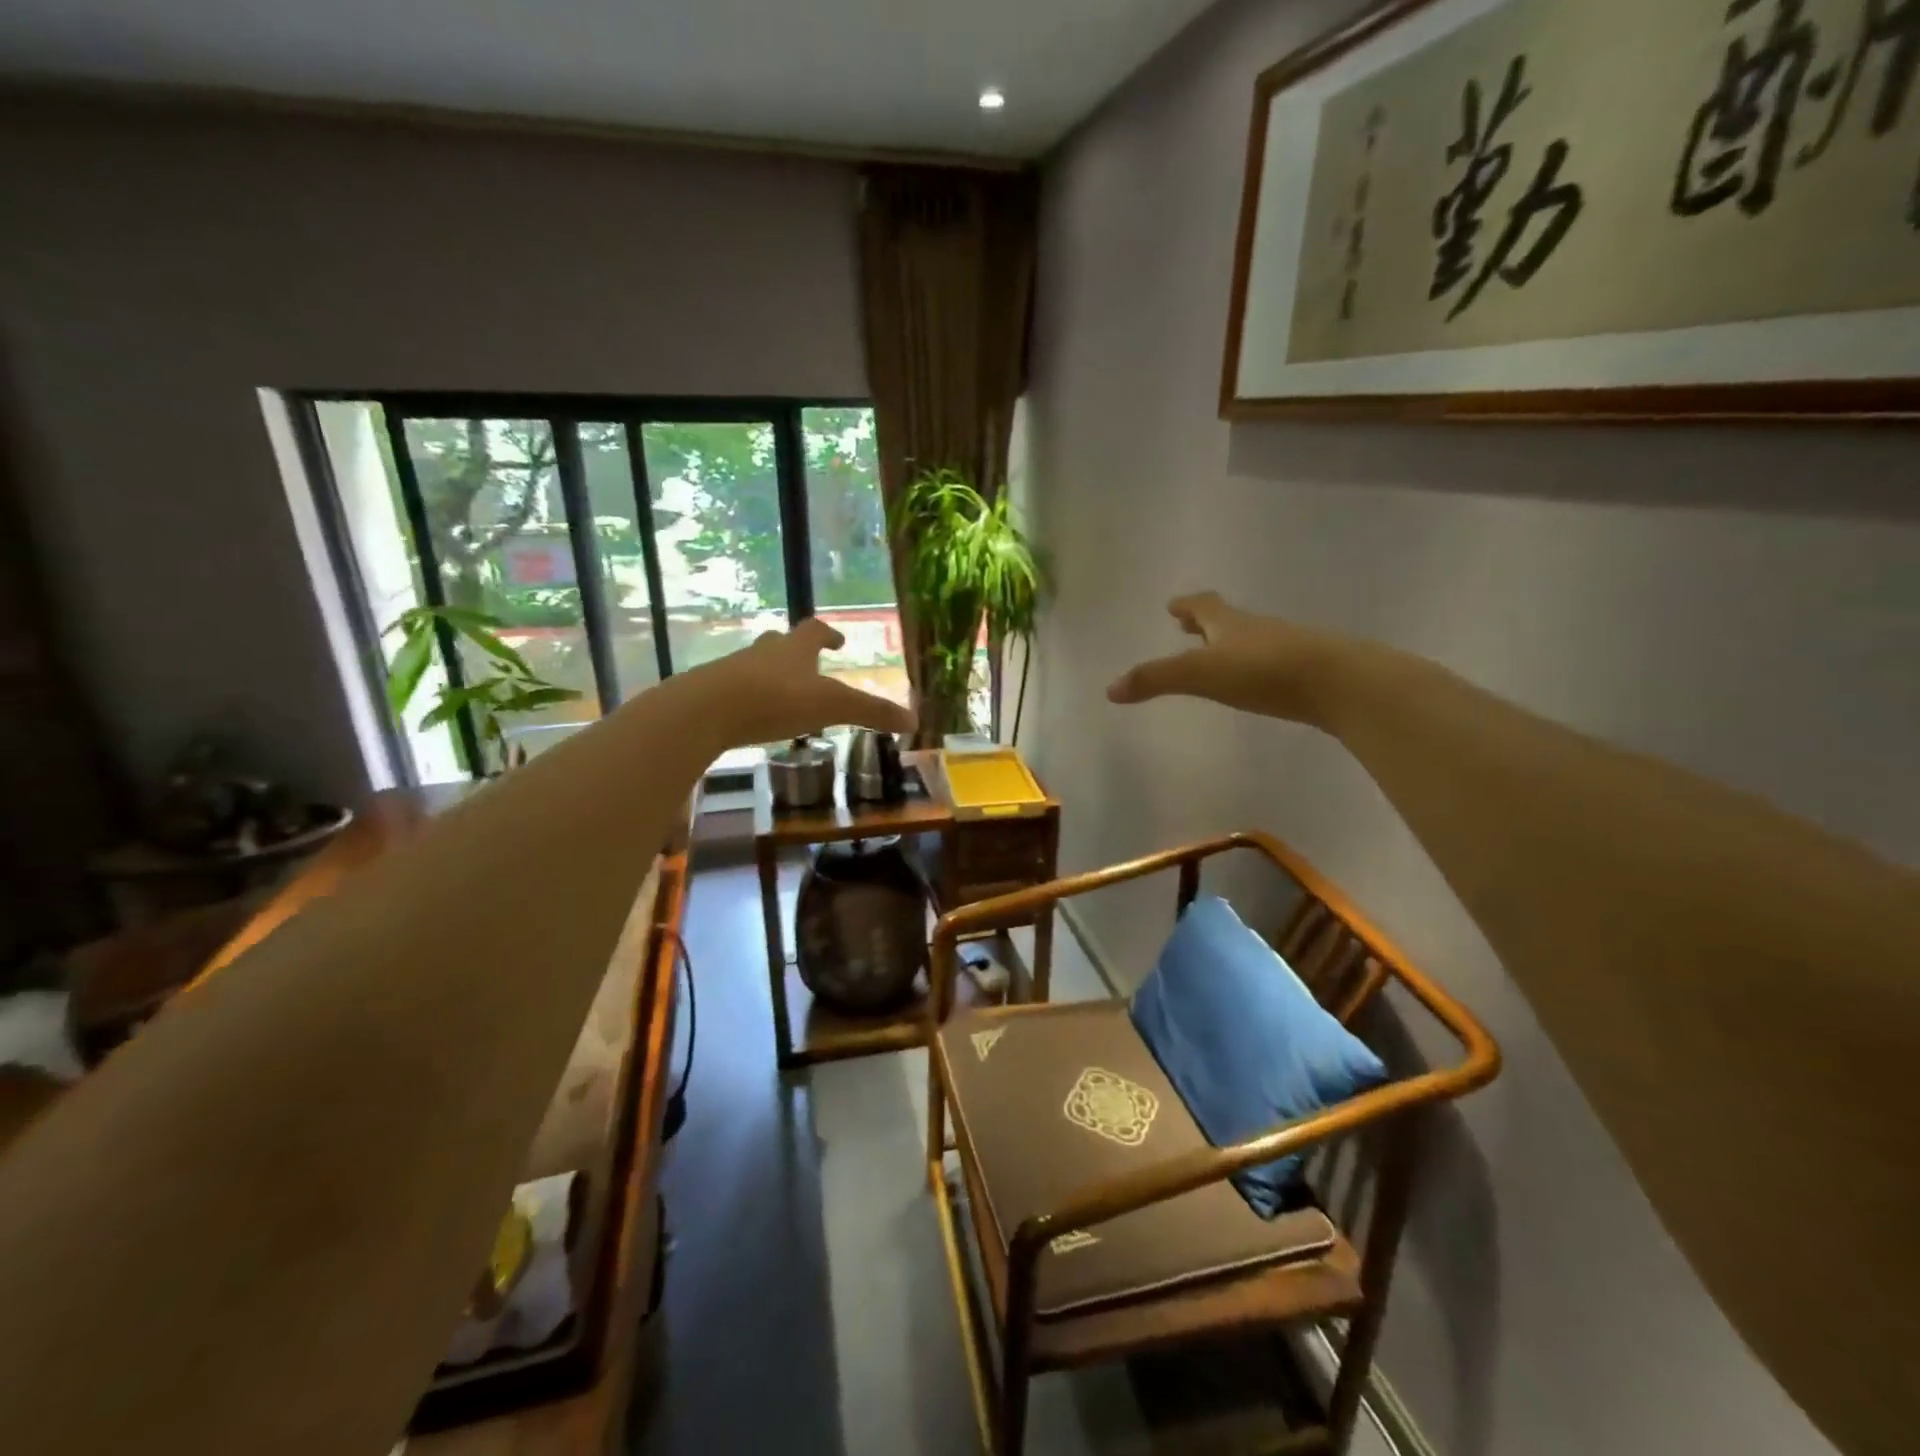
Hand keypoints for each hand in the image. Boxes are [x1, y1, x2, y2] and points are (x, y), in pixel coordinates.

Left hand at [680, 617, 916, 747]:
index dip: (829, 634)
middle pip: (780, 644)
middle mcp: (763, 653)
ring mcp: (733, 671)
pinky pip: (733, 692)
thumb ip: (871, 713)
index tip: (838, 641)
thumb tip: (914, 721)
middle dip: (795, 653)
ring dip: (770, 676)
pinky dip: (747, 701)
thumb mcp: (832, 706)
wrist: (706, 710)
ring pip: (755, 666)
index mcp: (794, 649)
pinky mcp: (710, 695)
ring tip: (781, 697)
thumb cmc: (776, 699)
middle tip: (808, 667)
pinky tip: (751, 720)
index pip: (815, 631)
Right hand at [1107, 592, 1347, 724]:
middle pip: (1227, 619)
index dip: (1186, 605)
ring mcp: (1286, 647)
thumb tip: (1110, 689)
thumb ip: (1155, 680)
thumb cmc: (1262, 671)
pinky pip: (1273, 662)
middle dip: (1205, 623)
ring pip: (1252, 640)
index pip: (1203, 606)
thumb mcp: (1200, 674)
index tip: (1173, 605)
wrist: (1339, 682)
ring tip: (1218, 655)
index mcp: (1229, 623)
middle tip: (1188, 626)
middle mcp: (1257, 629)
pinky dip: (1256, 666)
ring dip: (1231, 644)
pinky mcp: (1307, 671)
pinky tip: (1256, 682)